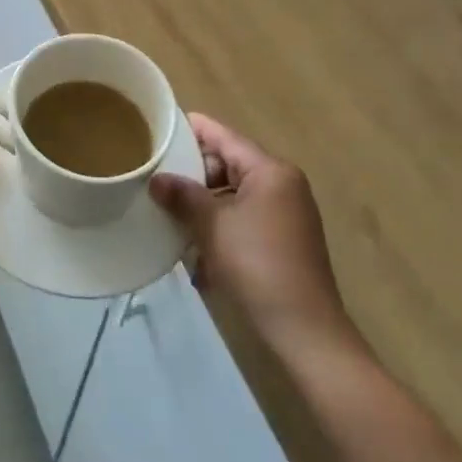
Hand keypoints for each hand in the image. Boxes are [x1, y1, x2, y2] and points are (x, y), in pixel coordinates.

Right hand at [149, 113, 360, 352]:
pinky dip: (219, 225)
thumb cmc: (258, 266)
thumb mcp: (212, 225)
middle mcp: (281, 185)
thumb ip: (183, 195)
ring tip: (170, 214)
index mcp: (270, 171)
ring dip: (203, 204)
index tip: (157, 128)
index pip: (222, 136)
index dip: (189, 130)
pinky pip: (243, 218)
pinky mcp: (283, 241)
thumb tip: (157, 179)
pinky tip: (195, 248)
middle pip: (227, 163)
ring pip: (233, 194)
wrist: (305, 333)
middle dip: (193, 173)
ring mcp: (285, 214)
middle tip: (157, 180)